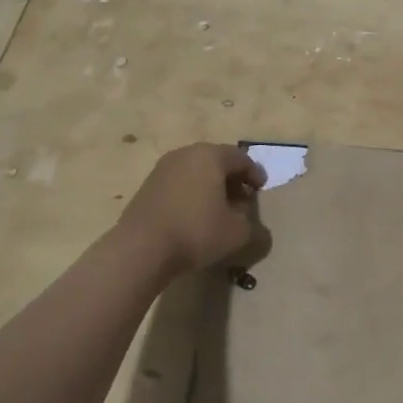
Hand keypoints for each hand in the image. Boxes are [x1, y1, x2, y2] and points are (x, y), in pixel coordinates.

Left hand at [118, 143, 267, 276]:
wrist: (141, 248)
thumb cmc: (196, 232)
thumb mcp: (237, 233)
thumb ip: (252, 225)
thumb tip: (247, 221)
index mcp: (210, 156)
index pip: (241, 158)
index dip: (255, 174)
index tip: (261, 190)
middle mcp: (186, 154)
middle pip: (217, 161)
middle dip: (232, 179)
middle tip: (242, 199)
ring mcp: (163, 168)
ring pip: (196, 171)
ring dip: (211, 186)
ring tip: (219, 209)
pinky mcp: (148, 185)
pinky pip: (179, 183)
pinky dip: (192, 193)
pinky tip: (194, 215)